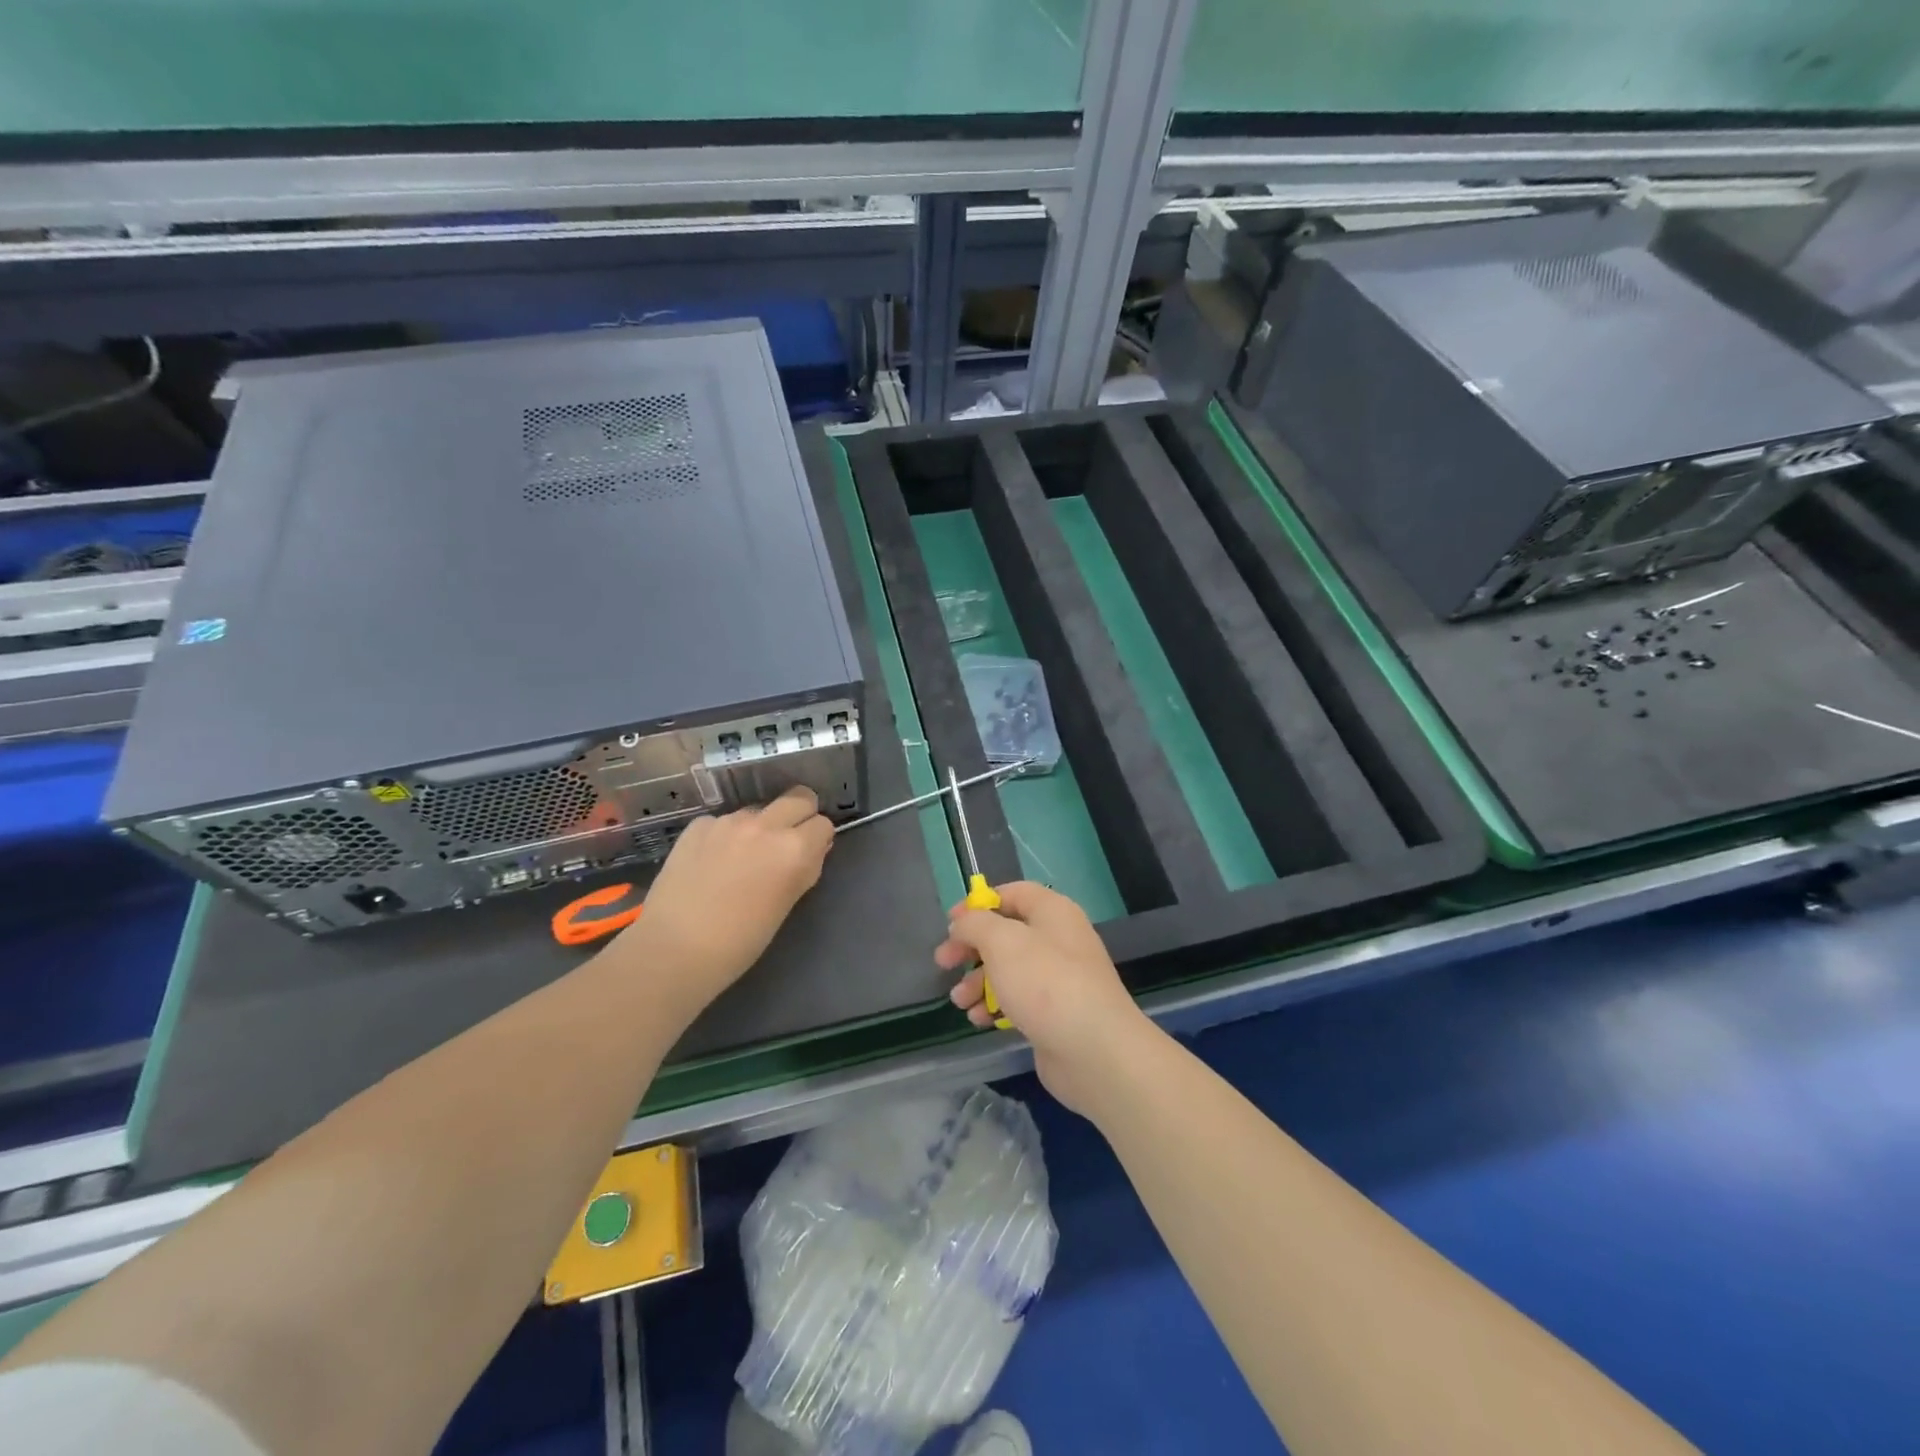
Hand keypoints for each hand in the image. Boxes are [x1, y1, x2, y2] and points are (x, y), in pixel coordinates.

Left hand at [611, 785, 833, 1010]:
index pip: (823, 824)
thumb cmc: (741, 941)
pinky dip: (725, 835)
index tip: (809, 856)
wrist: (675, 949)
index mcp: (794, 849)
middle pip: (798, 798)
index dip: (818, 839)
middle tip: (786, 842)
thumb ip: (804, 869)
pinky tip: (713, 862)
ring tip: (744, 858)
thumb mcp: (787, 905)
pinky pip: (723, 821)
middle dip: (799, 815)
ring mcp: (728, 822)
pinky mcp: (698, 826)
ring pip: (759, 809)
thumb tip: (812, 850)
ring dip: (760, 826)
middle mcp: (765, 826)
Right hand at [935, 881, 1150, 1111]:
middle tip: (943, 963)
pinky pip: (1019, 999)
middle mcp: (1058, 939)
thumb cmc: (1046, 984)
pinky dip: (996, 1005)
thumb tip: (963, 923)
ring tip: (959, 1001)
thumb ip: (975, 924)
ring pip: (1009, 969)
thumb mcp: (1002, 942)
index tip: (950, 923)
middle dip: (972, 948)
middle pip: (1006, 933)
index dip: (978, 904)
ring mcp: (1059, 978)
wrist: (1094, 1051)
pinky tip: (979, 1020)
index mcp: (1052, 912)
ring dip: (979, 981)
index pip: (1012, 893)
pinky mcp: (1056, 1013)